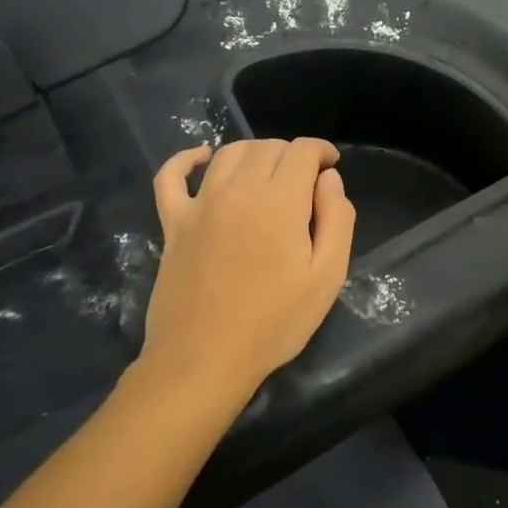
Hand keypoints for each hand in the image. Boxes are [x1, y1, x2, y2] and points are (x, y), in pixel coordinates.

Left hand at [138, 138, 356, 403]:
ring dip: (254, 153)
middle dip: (292, 154)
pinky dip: (186, 159)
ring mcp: (200, 205)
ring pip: (228, 154)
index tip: (331, 166)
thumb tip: (329, 180)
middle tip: (305, 180)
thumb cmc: (274, 323)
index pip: (302, 151)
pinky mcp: (173, 223)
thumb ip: (337, 219)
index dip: (321, 150)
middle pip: (267, 147)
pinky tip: (202, 158)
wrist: (204, 360)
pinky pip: (171, 177)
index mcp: (279, 202)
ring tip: (268, 172)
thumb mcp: (327, 277)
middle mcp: (238, 191)